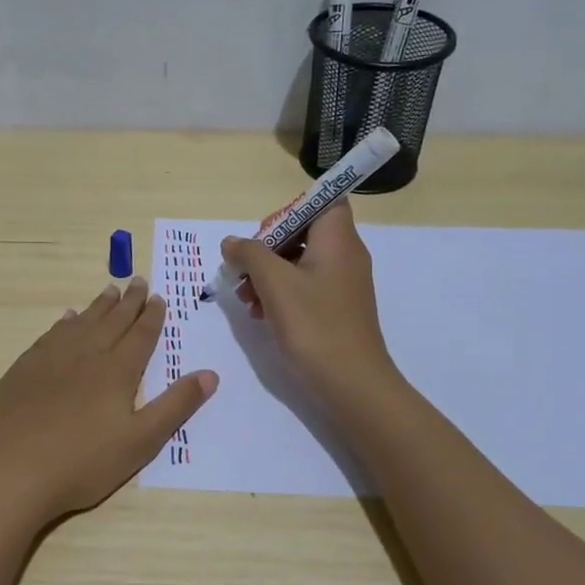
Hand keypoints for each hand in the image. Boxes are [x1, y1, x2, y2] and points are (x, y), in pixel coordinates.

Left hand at [0, 278, 217, 528]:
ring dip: (98, 306)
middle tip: (138, 281)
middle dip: (128, 301)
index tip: (158, 297)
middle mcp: (87, 354)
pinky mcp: (25, 368)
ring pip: (82, 322)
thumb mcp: (141, 441)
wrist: (11, 470)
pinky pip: (52, 334)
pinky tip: (67, 318)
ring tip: (109, 290)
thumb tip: (210, 373)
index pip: (140, 335)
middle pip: (112, 321)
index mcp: (118, 371)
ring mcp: (51, 358)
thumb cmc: (83, 462)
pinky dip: (65, 322)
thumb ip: (176, 405)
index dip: (152, 316)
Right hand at [221, 199, 400, 405]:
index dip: (290, 210)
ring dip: (268, 274)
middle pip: (303, 232)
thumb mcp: (274, 283)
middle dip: (267, 248)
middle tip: (244, 270)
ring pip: (299, 262)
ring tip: (245, 298)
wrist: (352, 383)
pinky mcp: (336, 308)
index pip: (322, 201)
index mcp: (338, 239)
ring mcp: (342, 283)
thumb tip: (232, 242)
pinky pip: (305, 287)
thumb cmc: (315, 325)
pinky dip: (281, 293)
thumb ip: (250, 254)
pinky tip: (260, 314)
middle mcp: (345, 255)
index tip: (264, 234)